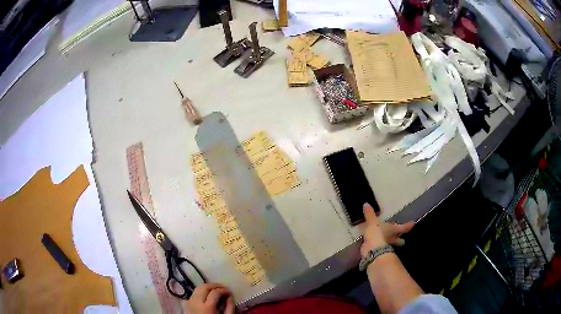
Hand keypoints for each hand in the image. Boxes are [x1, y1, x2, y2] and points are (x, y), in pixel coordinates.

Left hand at [183, 283, 234, 313]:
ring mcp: (189, 302)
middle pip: (204, 287)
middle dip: (215, 285)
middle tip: (223, 288)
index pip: (215, 292)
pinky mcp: (186, 304)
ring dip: (207, 287)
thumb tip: (230, 296)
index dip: (224, 290)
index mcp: (207, 307)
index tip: (230, 292)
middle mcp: (196, 302)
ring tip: (216, 290)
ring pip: (197, 288)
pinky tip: (207, 296)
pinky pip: (193, 294)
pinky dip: (201, 292)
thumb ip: (229, 307)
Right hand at [360, 203, 414, 257]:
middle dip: (400, 240)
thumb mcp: (372, 222)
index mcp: (394, 229)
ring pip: (390, 244)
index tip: (412, 224)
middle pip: (398, 239)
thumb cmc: (377, 233)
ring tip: (388, 241)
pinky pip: (380, 247)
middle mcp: (392, 238)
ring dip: (389, 243)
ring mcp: (386, 246)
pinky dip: (379, 246)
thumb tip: (366, 204)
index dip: (407, 225)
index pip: (403, 227)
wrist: (372, 250)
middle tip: (403, 240)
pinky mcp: (379, 252)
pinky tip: (376, 245)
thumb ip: (370, 214)